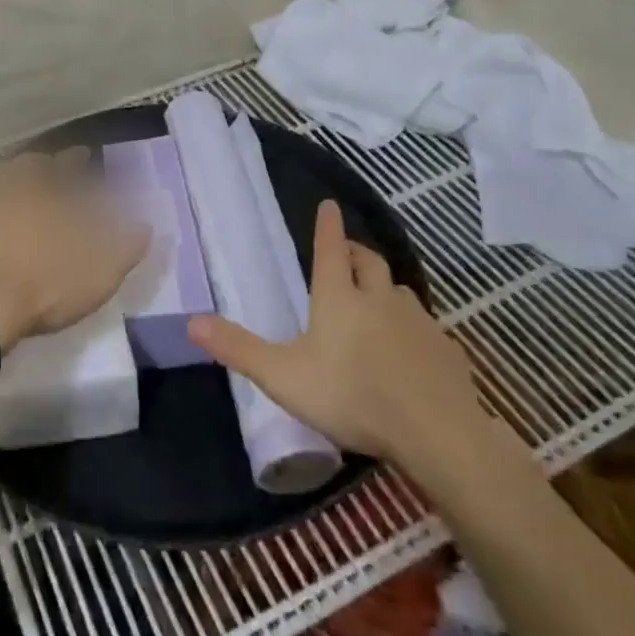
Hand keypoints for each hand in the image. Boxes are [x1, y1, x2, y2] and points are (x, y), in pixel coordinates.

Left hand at [0, 149, 150, 351]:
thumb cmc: (42, 286)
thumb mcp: (98, 273)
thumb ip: (125, 246)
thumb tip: (145, 225)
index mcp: (43, 190)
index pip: (63, 164)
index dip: (74, 160)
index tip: (82, 157)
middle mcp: (7, 186)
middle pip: (25, 167)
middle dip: (40, 168)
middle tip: (48, 173)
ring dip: (7, 182)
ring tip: (16, 191)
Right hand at [188, 200, 527, 497]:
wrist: (435, 431)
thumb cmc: (351, 396)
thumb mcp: (283, 376)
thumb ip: (239, 349)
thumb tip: (190, 321)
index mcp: (338, 297)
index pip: (330, 249)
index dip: (327, 226)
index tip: (329, 204)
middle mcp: (378, 298)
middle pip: (368, 261)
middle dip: (354, 251)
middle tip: (345, 253)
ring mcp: (417, 321)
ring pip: (397, 290)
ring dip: (383, 288)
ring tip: (374, 302)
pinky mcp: (444, 348)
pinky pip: (424, 326)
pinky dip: (411, 327)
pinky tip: (408, 351)